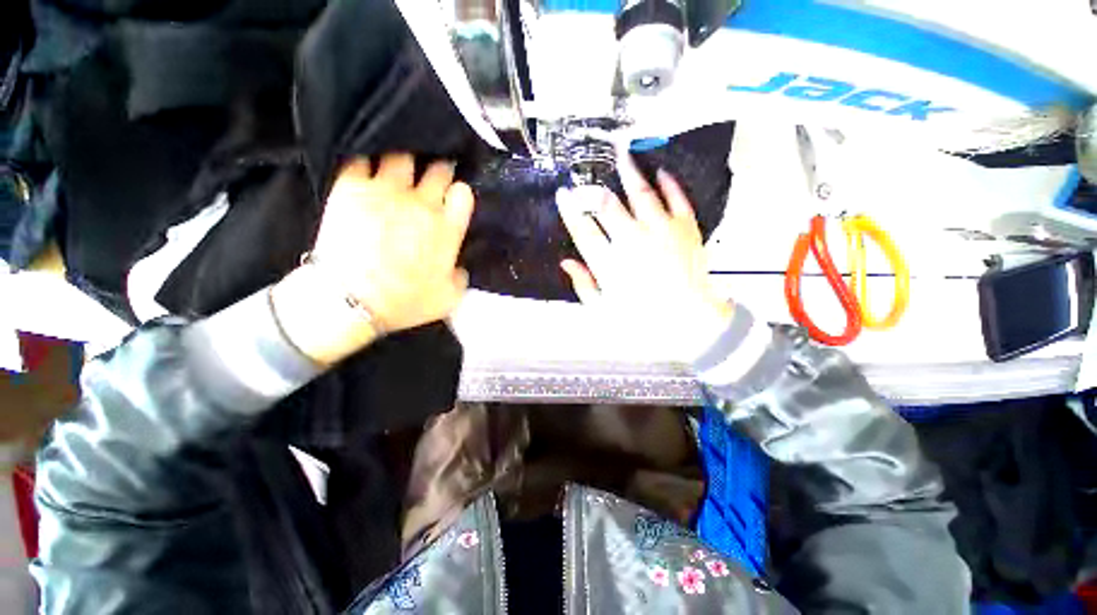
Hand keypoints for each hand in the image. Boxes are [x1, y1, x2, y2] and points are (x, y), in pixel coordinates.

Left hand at [273, 154, 473, 364]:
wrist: (351, 300)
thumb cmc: (405, 302)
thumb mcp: (448, 298)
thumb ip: (460, 278)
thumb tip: (459, 267)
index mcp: (447, 229)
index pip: (462, 194)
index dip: (459, 192)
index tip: (454, 196)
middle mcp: (422, 204)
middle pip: (438, 169)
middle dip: (440, 169)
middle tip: (434, 174)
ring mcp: (386, 191)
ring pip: (402, 156)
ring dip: (406, 160)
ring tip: (401, 165)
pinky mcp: (352, 188)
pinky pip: (360, 158)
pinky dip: (366, 159)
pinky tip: (368, 164)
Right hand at [557, 152, 732, 359]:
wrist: (690, 321)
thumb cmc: (642, 320)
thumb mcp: (604, 311)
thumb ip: (583, 285)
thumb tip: (566, 263)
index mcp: (610, 262)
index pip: (582, 229)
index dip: (569, 210)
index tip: (563, 195)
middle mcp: (632, 240)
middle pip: (606, 204)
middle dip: (592, 188)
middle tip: (585, 178)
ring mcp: (661, 230)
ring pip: (640, 192)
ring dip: (628, 172)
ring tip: (621, 154)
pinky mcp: (686, 227)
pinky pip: (676, 197)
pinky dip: (667, 182)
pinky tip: (660, 172)